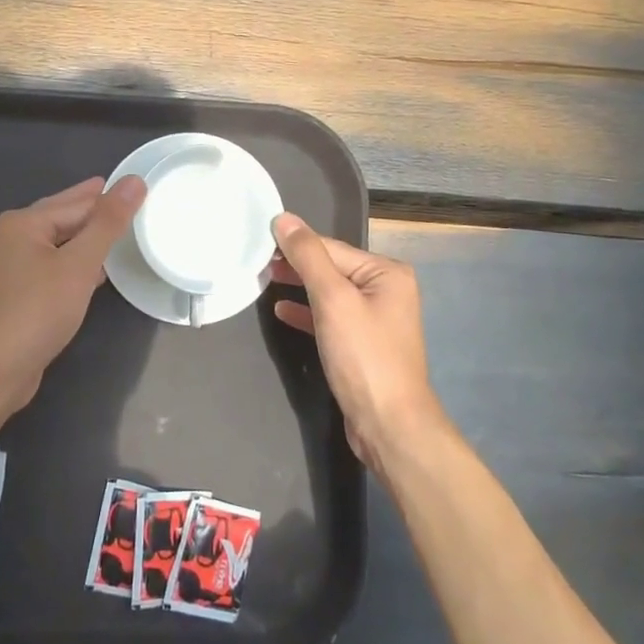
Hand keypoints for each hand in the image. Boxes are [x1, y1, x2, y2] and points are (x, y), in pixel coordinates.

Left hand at [0, 175, 145, 410]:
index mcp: (24, 223)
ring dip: (89, 238)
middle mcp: (15, 238)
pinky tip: (100, 270)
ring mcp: (15, 267)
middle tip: (133, 200)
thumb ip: (108, 222)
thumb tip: (134, 181)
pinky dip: (79, 262)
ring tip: (122, 231)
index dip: (110, 197)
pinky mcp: (22, 293)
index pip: (78, 202)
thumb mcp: (79, 264)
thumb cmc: (37, 310)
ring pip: (61, 242)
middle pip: (65, 217)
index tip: (140, 188)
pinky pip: (57, 265)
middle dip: (97, 211)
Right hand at [271, 213, 446, 471]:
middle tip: (255, 262)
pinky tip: (282, 311)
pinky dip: (307, 313)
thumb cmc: (363, 356)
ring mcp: (375, 320)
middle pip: (332, 268)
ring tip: (263, 280)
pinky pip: (330, 318)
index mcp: (387, 273)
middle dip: (295, 266)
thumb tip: (284, 218)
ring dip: (298, 288)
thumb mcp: (333, 299)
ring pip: (329, 294)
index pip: (332, 248)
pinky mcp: (362, 345)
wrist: (388, 424)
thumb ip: (308, 257)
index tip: (257, 240)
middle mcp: (386, 290)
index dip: (294, 244)